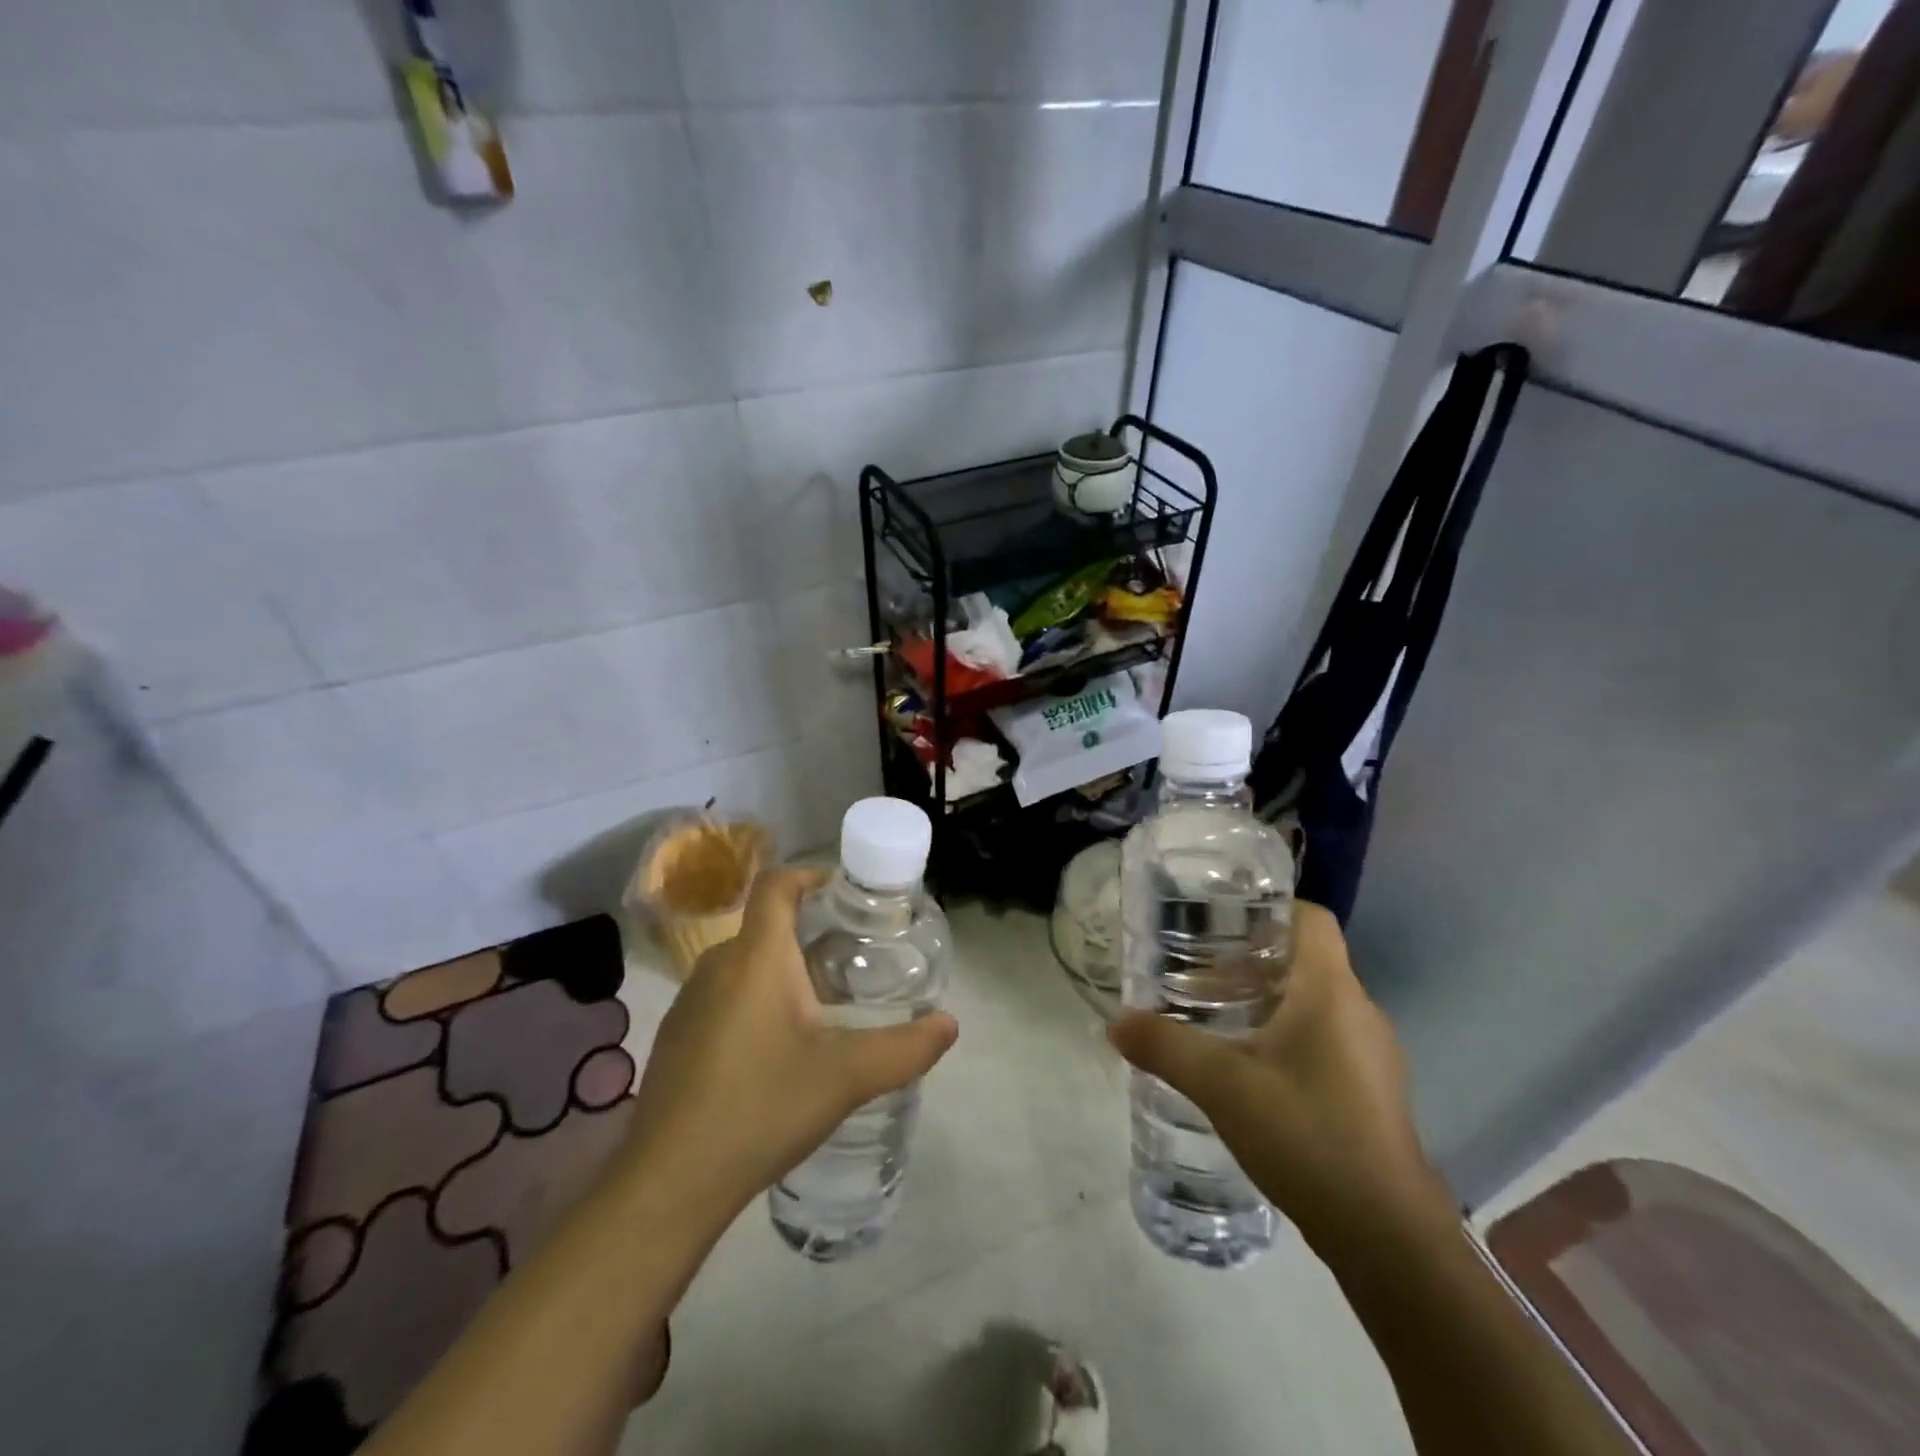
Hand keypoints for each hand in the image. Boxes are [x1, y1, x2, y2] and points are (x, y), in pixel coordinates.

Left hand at [621, 866, 958, 1229]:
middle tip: (852, 960)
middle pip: (766, 926)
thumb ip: (905, 1048)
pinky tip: (777, 1051)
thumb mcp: (846, 1078)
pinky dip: (756, 1001)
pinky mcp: (676, 1037)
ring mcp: (689, 1002)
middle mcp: (717, 965)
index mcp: (757, 957)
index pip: (776, 884)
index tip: (845, 893)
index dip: (810, 874)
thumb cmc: (761, 1107)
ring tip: (823, 1006)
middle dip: (810, 933)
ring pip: (745, 964)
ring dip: (783, 971)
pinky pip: (724, 996)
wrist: (668, 1183)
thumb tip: (950, 1024)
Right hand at [1109, 902, 1453, 1257]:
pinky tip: (1248, 1073)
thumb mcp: (1222, 1087)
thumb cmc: (1308, 1136)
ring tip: (1214, 1023)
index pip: (1311, 919)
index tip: (1220, 923)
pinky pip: (1324, 1041)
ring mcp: (1372, 1056)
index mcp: (1331, 993)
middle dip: (1249, 963)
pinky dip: (1285, 1038)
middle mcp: (1359, 1013)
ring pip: (1313, 1004)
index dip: (1268, 910)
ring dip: (1265, 1003)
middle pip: (1304, 961)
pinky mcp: (1371, 1092)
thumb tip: (1116, 1022)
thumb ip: (1165, 1048)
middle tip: (1197, 977)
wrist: (1388, 1239)